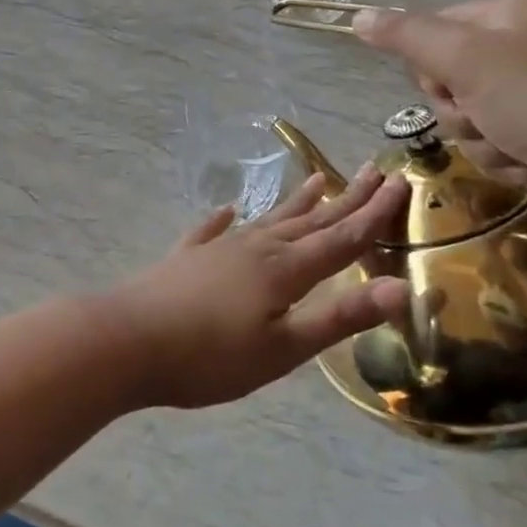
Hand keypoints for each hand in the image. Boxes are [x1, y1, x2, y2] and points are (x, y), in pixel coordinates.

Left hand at [99, 166, 410, 409]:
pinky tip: (227, 209)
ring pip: (268, 220)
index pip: (341, 237)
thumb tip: (400, 288)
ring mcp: (218, 250)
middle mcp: (255, 248)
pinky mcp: (186, 259)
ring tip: (318, 179)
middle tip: (373, 171)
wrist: (126, 341)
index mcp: (284, 270)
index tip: (400, 182)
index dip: (374, 214)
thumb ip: (339, 318)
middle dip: (345, 199)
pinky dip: (223, 219)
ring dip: (296, 202)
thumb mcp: (283, 348)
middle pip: (310, 221)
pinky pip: (212, 231)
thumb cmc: (209, 356)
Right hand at [353, 0, 526, 228]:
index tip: (449, 82)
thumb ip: (406, 36)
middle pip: (447, 74)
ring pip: (466, 112)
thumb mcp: (464, 59)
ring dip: (476, 136)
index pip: (435, 27)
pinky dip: (500, 154)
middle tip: (481, 114)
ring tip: (509, 143)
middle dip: (455, 105)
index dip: (429, 62)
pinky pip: (493, 138)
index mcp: (513, 12)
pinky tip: (525, 160)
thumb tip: (358, 16)